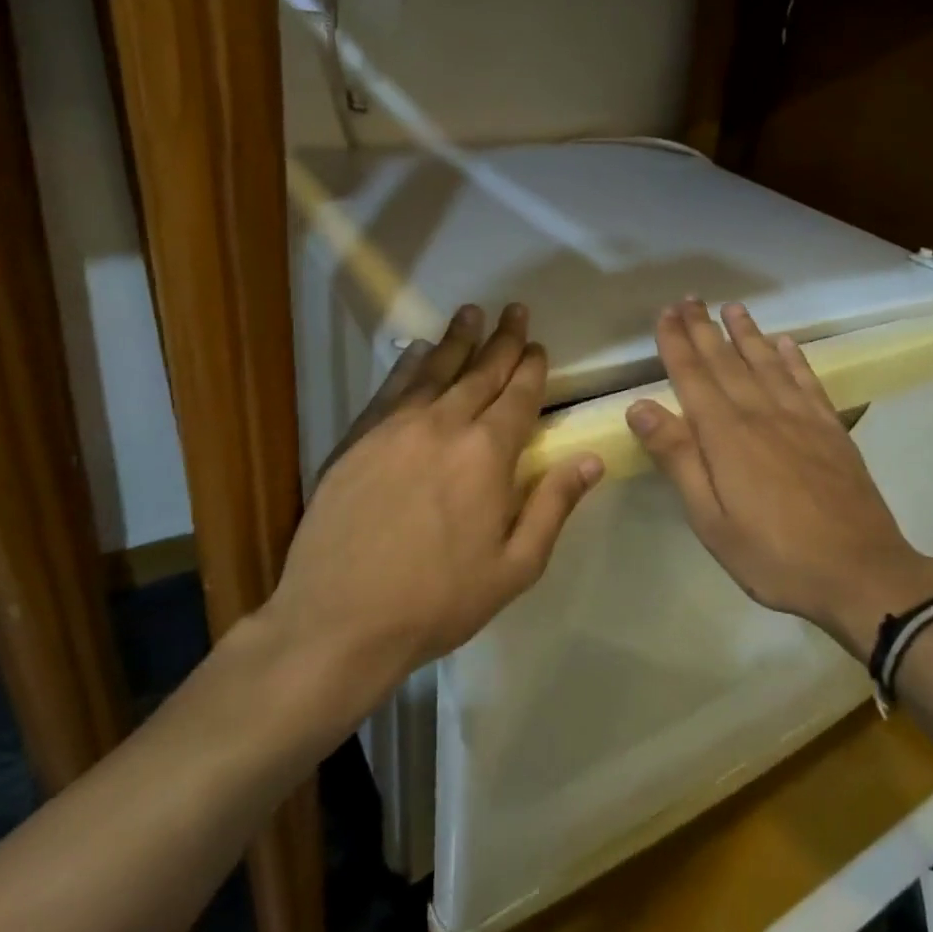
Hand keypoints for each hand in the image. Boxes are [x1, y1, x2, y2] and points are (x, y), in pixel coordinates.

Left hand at [256, 304, 604, 708]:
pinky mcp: (359, 438)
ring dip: (458, 339)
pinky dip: (410, 364)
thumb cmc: (439, 600)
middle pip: (481, 372)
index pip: (518, 396)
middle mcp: (445, 425)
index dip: (532, 368)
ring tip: (472, 312)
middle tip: (516, 311)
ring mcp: (396, 428)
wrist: (339, 620)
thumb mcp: (515, 567)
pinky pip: (392, 388)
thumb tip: (593, 459)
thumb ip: (554, 505)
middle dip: (503, 340)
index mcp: (488, 454)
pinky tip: (418, 350)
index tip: (539, 346)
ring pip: (436, 370)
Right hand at [626, 300, 932, 657]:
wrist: (860, 572)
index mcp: (726, 435)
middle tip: (690, 299)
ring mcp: (800, 418)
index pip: (693, 376)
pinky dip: (793, 358)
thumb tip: (639, 406)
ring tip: (732, 308)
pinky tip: (785, 343)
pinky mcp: (830, 429)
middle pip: (726, 361)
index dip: (676, 343)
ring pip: (766, 363)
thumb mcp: (711, 519)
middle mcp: (761, 414)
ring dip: (747, 333)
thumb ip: (678, 458)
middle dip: (704, 329)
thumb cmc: (774, 555)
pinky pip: (807, 381)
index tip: (664, 313)